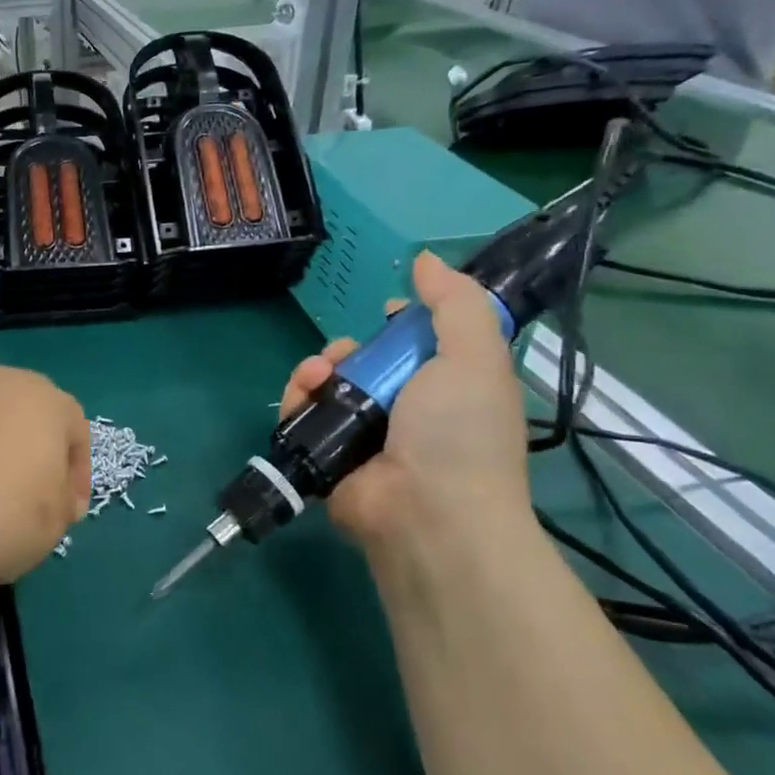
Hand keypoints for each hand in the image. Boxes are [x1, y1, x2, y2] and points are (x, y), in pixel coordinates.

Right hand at [280, 252, 531, 557]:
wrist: (427, 514)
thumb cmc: (460, 432)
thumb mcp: (476, 357)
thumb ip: (456, 304)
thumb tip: (426, 259)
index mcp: (449, 387)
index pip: (421, 344)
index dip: (403, 323)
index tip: (389, 312)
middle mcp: (408, 410)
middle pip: (367, 360)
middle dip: (351, 346)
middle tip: (348, 351)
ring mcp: (365, 434)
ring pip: (330, 383)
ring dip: (319, 366)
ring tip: (319, 373)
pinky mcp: (327, 453)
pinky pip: (304, 413)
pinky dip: (298, 396)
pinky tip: (305, 390)